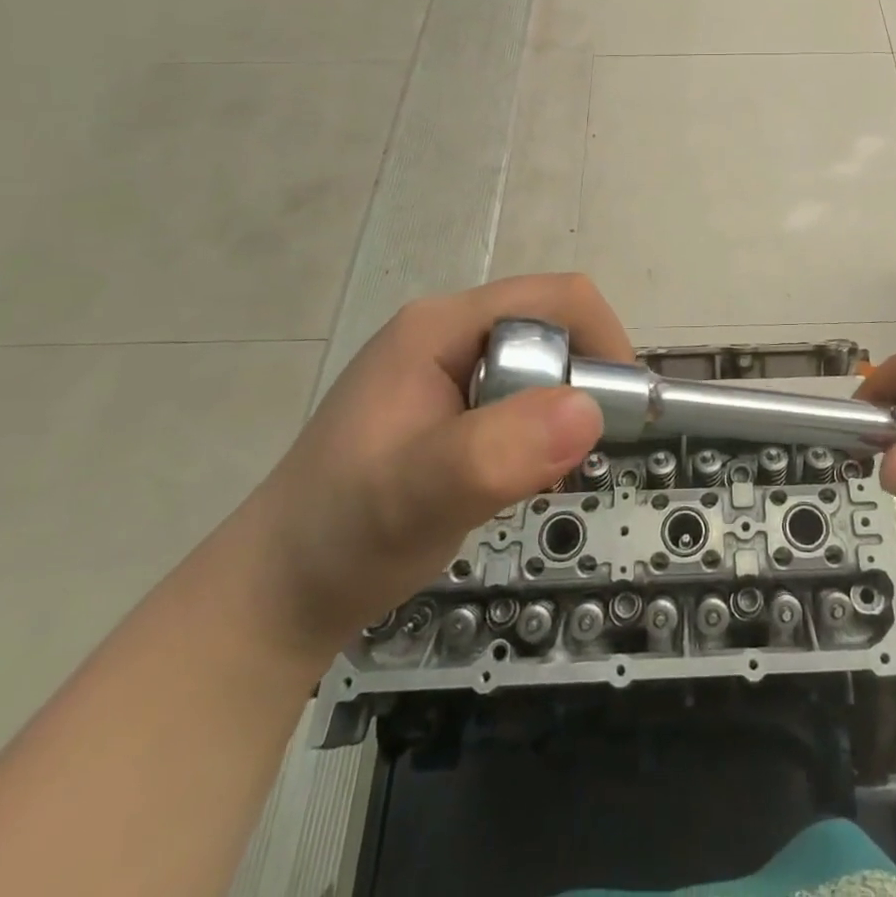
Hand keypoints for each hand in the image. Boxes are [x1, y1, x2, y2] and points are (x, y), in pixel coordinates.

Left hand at [243, 274, 630, 650]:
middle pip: (551, 329)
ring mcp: (445, 368)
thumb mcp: (419, 495)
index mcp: (440, 327)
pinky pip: (521, 395)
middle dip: (580, 385)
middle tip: (573, 457)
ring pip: (541, 365)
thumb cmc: (343, 536)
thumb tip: (588, 410)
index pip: (554, 300)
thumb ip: (497, 451)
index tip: (619, 410)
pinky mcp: (449, 405)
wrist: (276, 597)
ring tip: (544, 473)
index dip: (601, 341)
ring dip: (561, 413)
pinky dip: (539, 430)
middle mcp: (447, 334)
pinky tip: (518, 474)